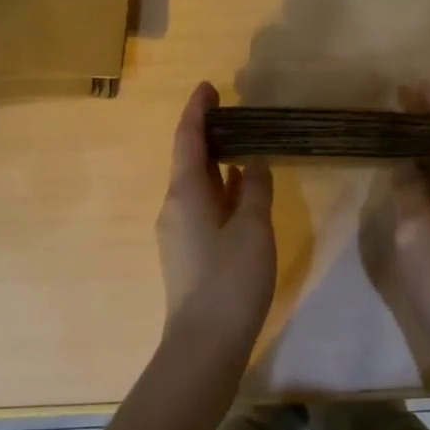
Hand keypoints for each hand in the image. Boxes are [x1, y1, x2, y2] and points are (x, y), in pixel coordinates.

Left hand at [156, 83, 275, 351]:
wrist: (205, 343)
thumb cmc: (230, 279)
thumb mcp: (252, 228)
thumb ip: (254, 189)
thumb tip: (252, 161)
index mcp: (185, 193)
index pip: (187, 139)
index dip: (197, 111)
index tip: (208, 86)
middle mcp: (175, 207)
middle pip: (189, 160)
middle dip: (208, 133)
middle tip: (234, 112)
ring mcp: (180, 232)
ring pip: (198, 185)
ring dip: (216, 161)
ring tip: (243, 143)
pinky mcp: (189, 252)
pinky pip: (204, 206)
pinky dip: (221, 189)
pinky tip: (240, 189)